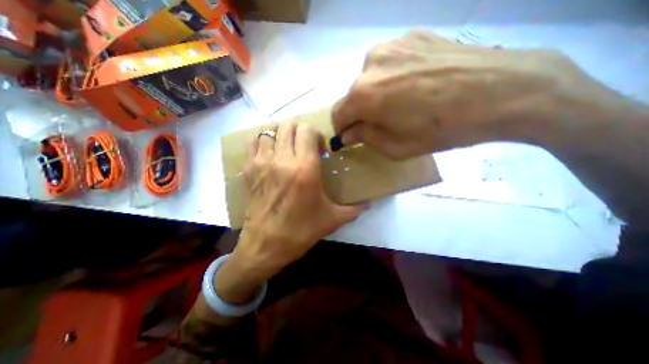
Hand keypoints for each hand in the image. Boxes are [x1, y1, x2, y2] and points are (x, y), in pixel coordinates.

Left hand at [215, 121, 361, 303]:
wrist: (266, 245)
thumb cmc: (300, 231)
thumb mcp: (331, 219)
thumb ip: (354, 209)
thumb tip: (370, 204)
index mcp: (305, 169)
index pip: (307, 131)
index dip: (315, 134)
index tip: (319, 148)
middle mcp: (283, 160)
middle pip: (288, 125)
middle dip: (299, 129)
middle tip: (304, 144)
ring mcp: (262, 163)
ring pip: (268, 129)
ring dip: (280, 132)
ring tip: (286, 144)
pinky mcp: (248, 170)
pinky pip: (252, 143)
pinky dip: (262, 140)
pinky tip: (270, 151)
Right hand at [331, 31, 599, 158]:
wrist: (502, 91)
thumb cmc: (442, 129)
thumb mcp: (396, 147)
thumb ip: (365, 137)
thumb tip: (348, 133)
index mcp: (363, 94)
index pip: (337, 113)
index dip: (342, 128)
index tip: (351, 136)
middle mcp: (370, 64)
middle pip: (353, 95)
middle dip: (361, 112)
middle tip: (382, 122)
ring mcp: (392, 45)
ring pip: (370, 78)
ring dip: (377, 94)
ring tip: (403, 103)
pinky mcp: (412, 36)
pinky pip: (390, 64)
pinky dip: (394, 78)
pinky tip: (417, 85)